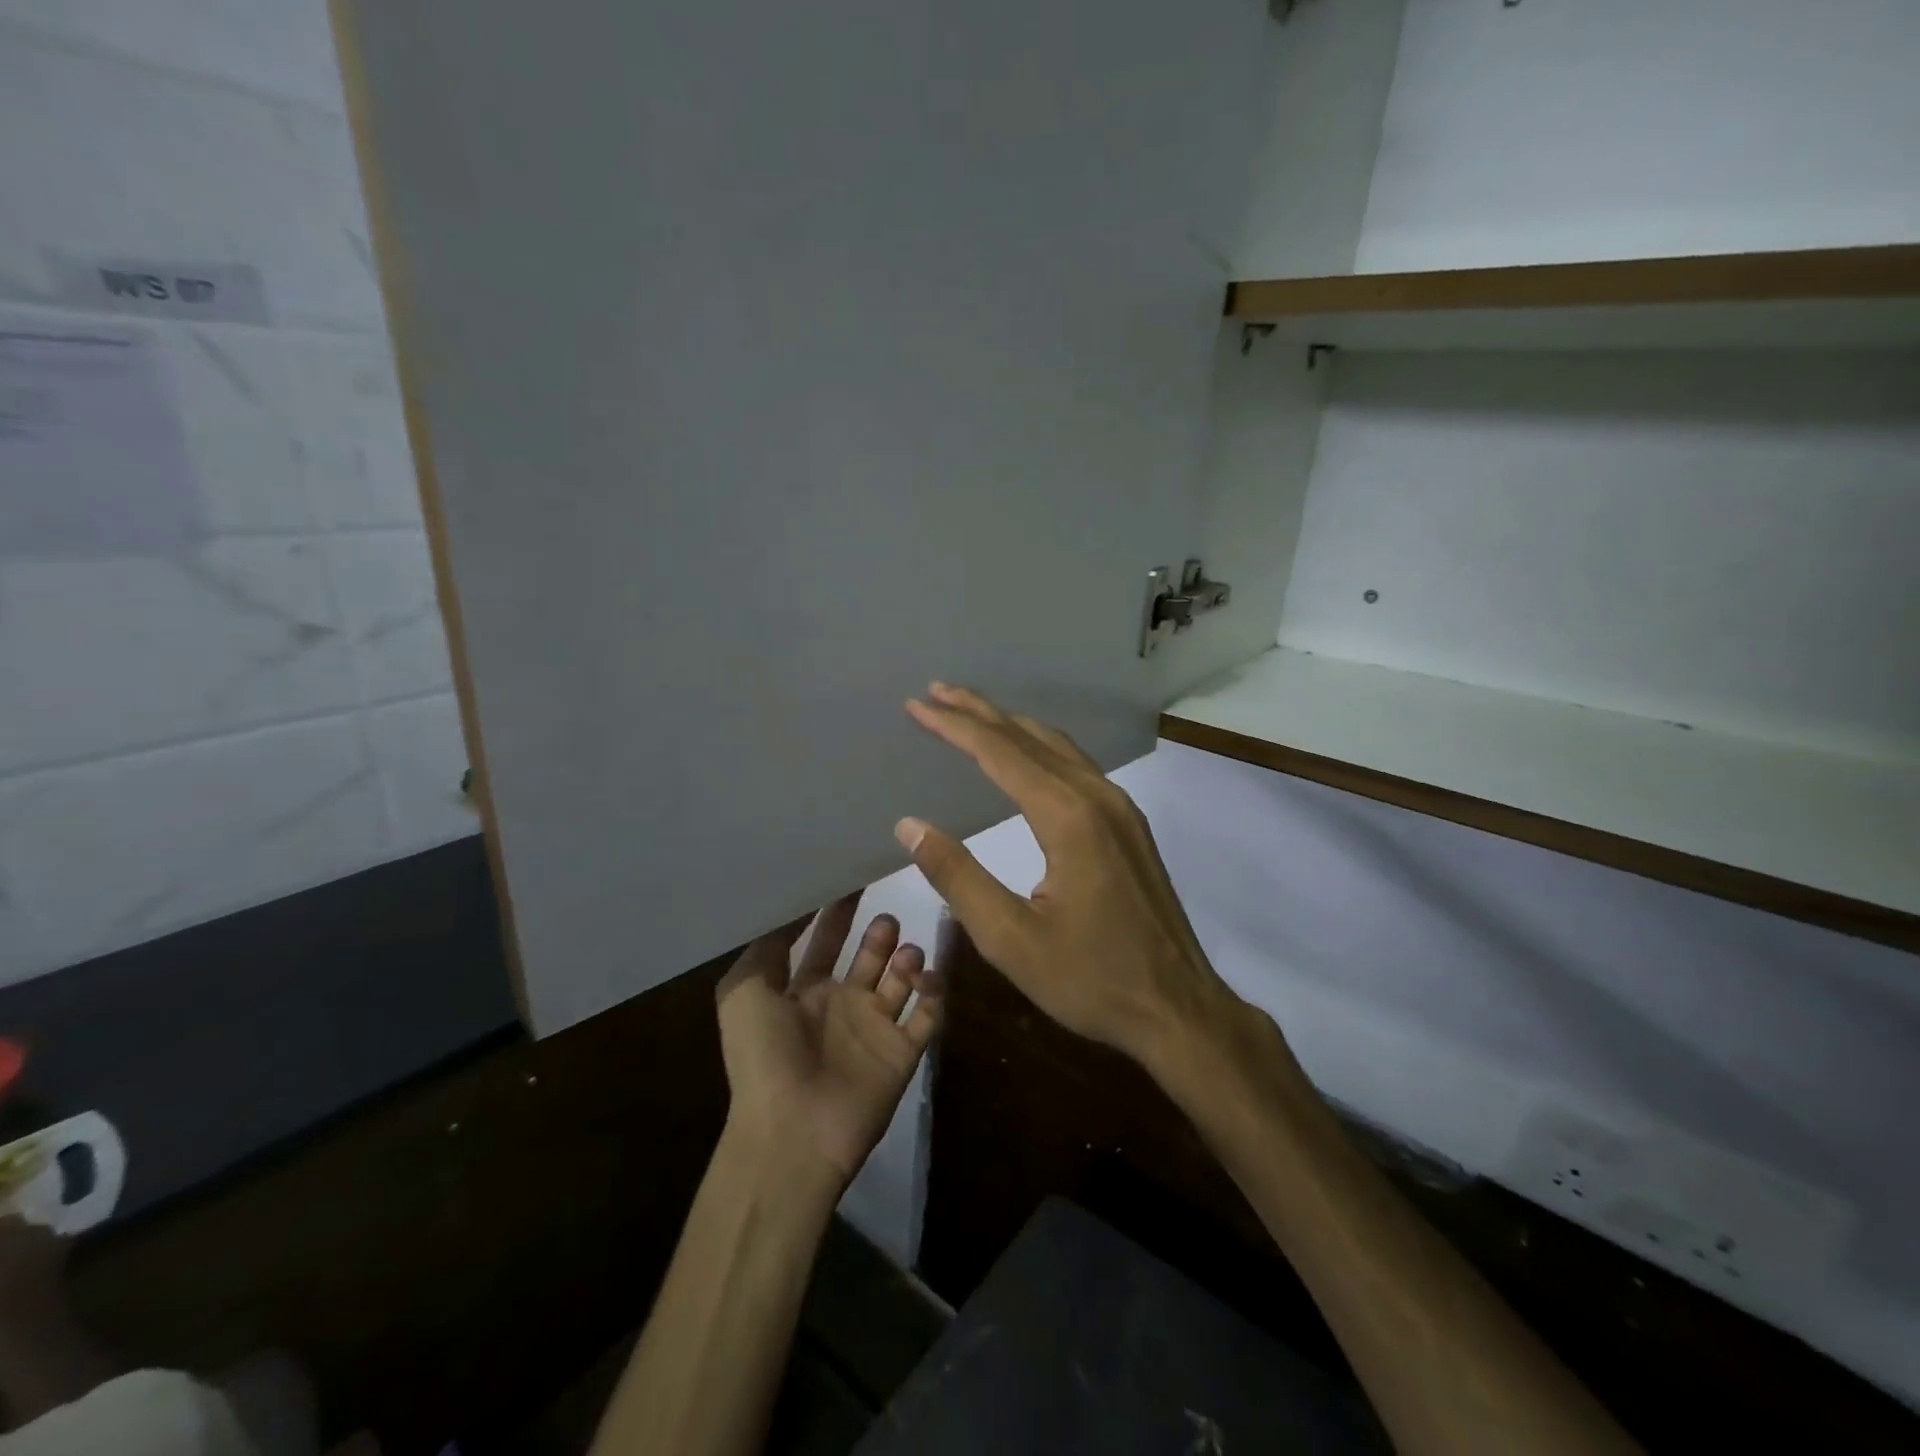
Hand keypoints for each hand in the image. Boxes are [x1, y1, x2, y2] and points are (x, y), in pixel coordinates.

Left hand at [716, 896, 942, 1186]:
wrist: (791, 1132)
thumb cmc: (762, 1055)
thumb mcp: (744, 990)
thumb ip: (768, 944)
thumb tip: (795, 902)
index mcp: (803, 990)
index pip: (826, 939)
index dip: (838, 910)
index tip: (855, 875)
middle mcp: (842, 1004)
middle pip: (870, 955)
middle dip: (880, 933)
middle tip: (886, 920)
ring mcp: (874, 1028)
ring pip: (902, 980)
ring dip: (907, 958)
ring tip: (904, 955)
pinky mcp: (902, 1052)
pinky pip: (928, 1015)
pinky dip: (934, 992)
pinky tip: (927, 976)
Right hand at [895, 683, 1238, 1074]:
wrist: (1179, 1009)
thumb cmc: (1092, 980)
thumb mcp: (1010, 939)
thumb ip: (958, 877)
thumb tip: (910, 825)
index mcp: (1068, 817)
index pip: (999, 753)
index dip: (954, 726)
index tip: (917, 705)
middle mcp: (1098, 797)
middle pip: (1030, 737)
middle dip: (980, 712)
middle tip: (936, 691)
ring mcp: (1121, 808)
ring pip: (1058, 747)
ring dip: (1011, 725)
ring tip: (972, 713)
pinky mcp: (1130, 825)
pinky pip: (1077, 766)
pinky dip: (1040, 748)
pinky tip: (1026, 755)